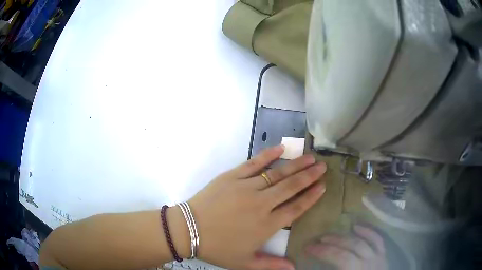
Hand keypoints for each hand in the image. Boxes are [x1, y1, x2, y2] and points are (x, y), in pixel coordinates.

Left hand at [188, 145, 326, 269]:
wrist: (188, 230)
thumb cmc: (218, 248)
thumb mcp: (245, 263)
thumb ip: (271, 265)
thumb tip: (294, 267)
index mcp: (267, 225)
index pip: (296, 208)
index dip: (311, 196)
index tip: (323, 186)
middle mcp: (261, 204)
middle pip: (291, 187)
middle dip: (309, 176)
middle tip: (322, 166)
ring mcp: (246, 187)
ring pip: (277, 174)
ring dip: (295, 165)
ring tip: (310, 158)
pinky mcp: (231, 176)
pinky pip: (253, 164)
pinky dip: (268, 155)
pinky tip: (280, 148)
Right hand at [305, 225, 387, 269]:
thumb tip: (312, 268)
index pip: (341, 257)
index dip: (324, 251)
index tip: (308, 247)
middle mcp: (369, 262)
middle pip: (351, 247)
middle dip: (332, 242)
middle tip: (317, 240)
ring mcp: (378, 257)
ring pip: (363, 241)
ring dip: (346, 236)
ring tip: (330, 235)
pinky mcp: (383, 255)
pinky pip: (378, 239)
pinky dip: (368, 231)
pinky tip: (357, 226)